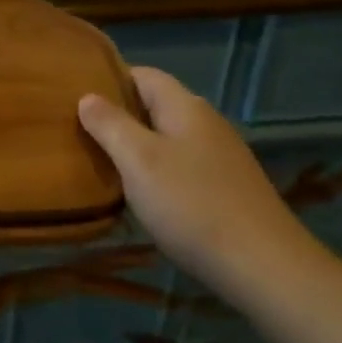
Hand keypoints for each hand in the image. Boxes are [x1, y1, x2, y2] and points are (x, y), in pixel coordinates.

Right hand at [78, 66, 330, 298]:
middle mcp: (206, 123)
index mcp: (185, 107)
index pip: (143, 74)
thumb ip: (110, 124)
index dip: (109, 79)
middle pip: (155, 106)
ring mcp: (221, 157)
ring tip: (102, 162)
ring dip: (135, 146)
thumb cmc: (192, 204)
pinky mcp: (227, 189)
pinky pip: (181, 166)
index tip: (75, 94)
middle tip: (80, 130)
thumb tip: (87, 97)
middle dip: (118, 115)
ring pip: (167, 138)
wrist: (266, 268)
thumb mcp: (138, 160)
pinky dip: (156, 172)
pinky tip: (141, 195)